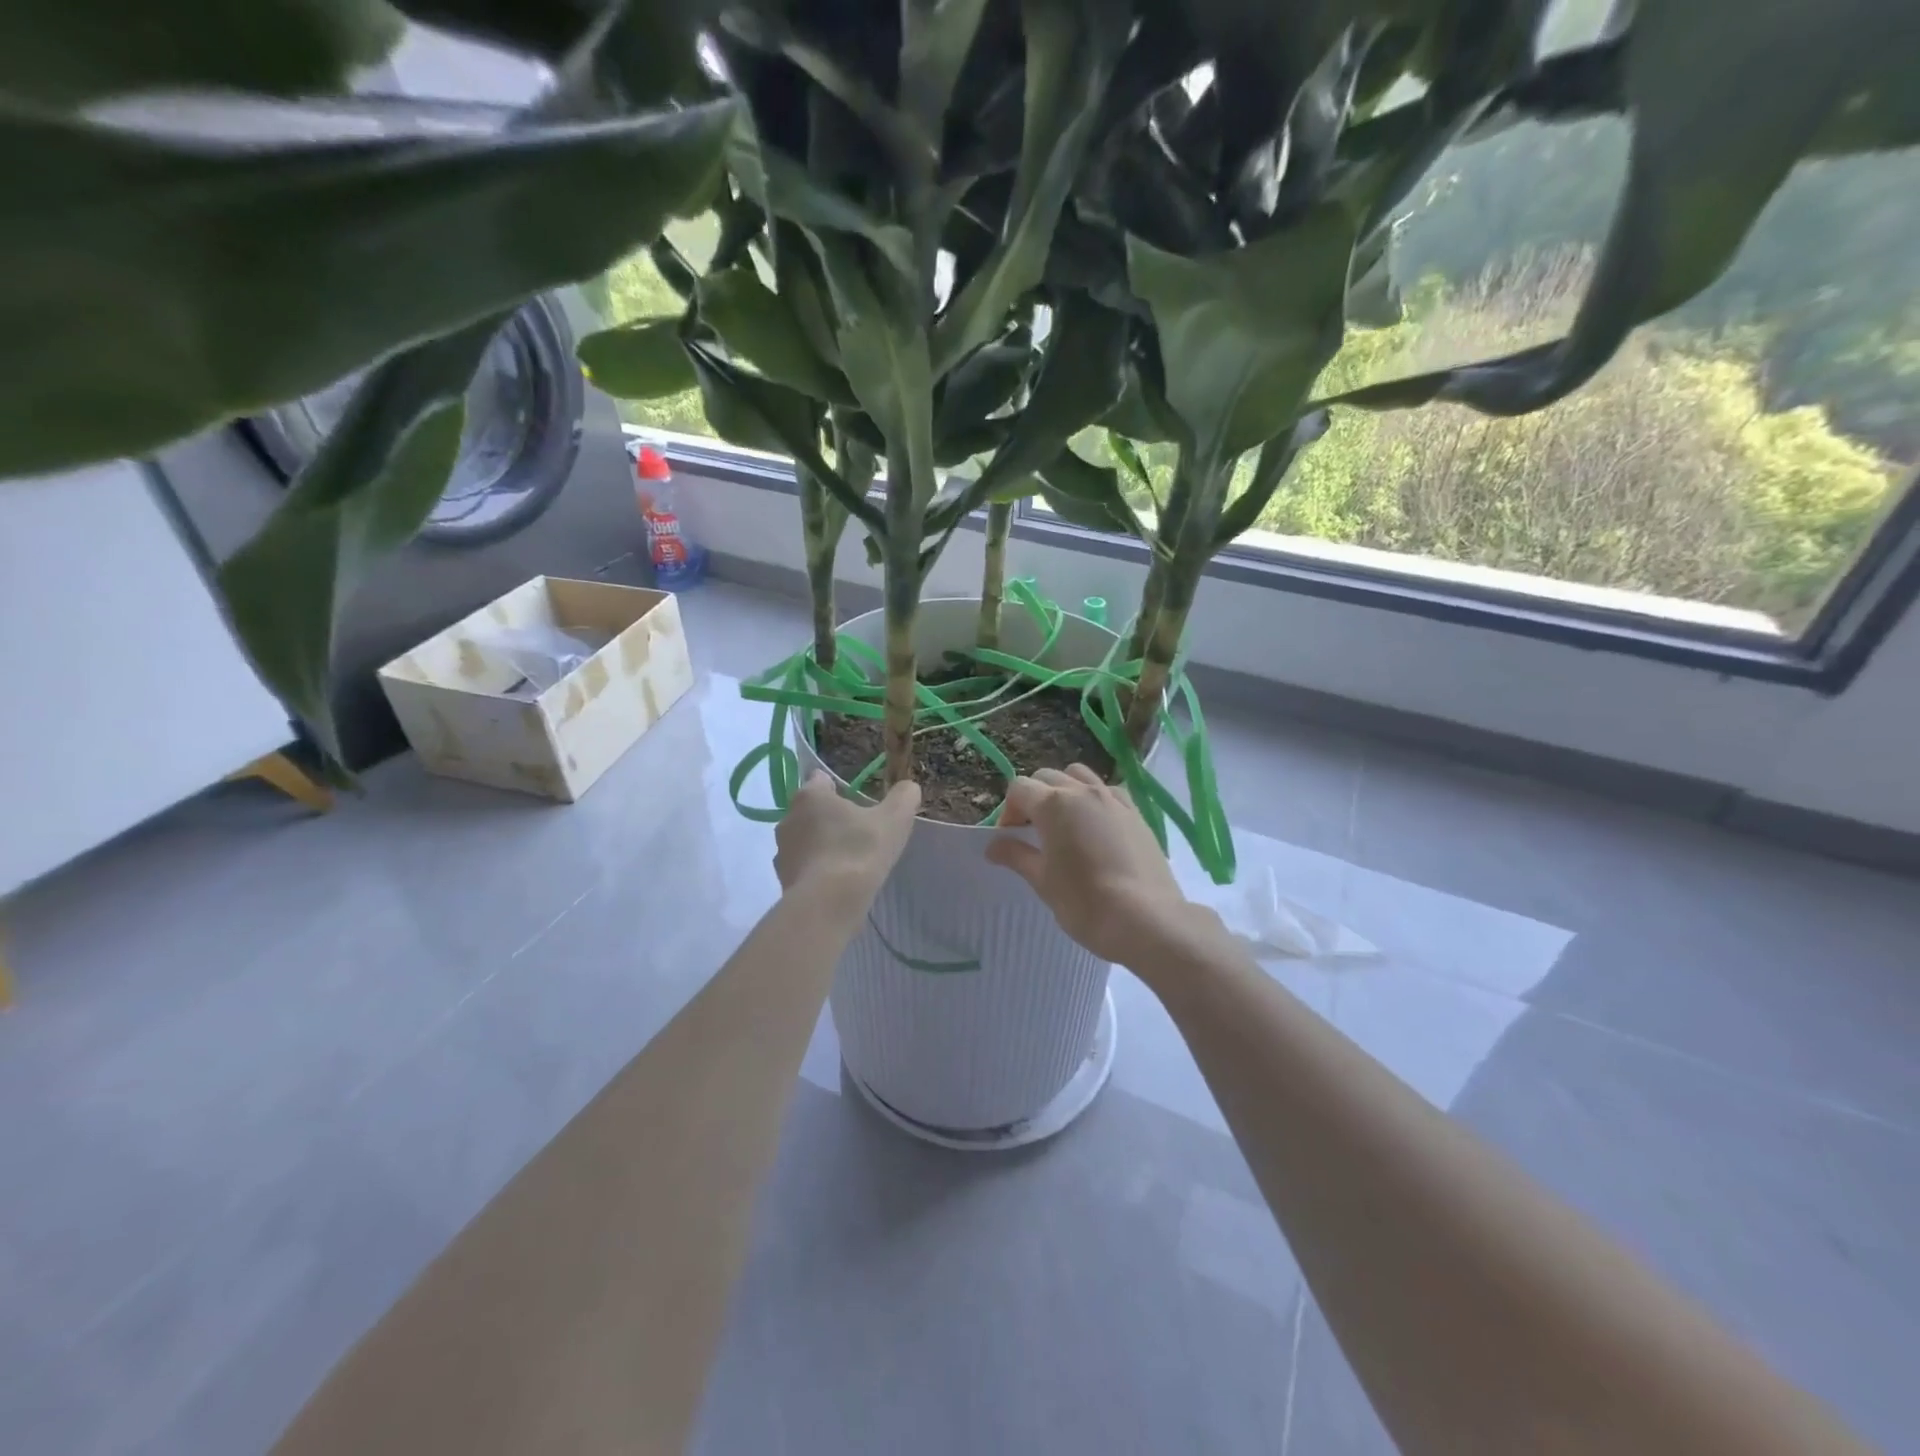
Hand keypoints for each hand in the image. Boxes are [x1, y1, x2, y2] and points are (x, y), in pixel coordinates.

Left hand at [775, 773, 920, 906]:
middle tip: (858, 833)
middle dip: (831, 818)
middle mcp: (788, 818)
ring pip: (805, 839)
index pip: (821, 779)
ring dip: (822, 845)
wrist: (828, 904)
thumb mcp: (894, 819)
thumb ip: (904, 797)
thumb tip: (908, 787)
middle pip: (812, 810)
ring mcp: (782, 850)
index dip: (840, 788)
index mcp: (810, 795)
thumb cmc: (859, 851)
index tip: (859, 803)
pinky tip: (836, 883)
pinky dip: (817, 870)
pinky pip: (803, 867)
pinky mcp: (782, 879)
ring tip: (848, 861)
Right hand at [985, 765, 1198, 967]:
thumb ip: (1017, 856)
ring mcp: (1114, 799)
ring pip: (1080, 776)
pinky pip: (1108, 791)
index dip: (1009, 811)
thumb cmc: (1085, 902)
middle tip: (1032, 832)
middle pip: (1048, 777)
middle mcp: (1083, 792)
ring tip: (1065, 823)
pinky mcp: (1136, 813)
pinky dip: (1094, 799)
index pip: (1019, 788)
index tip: (1010, 838)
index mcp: (1054, 805)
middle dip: (1034, 798)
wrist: (1147, 919)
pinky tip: (1096, 827)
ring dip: (1064, 790)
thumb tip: (994, 845)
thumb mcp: (1043, 881)